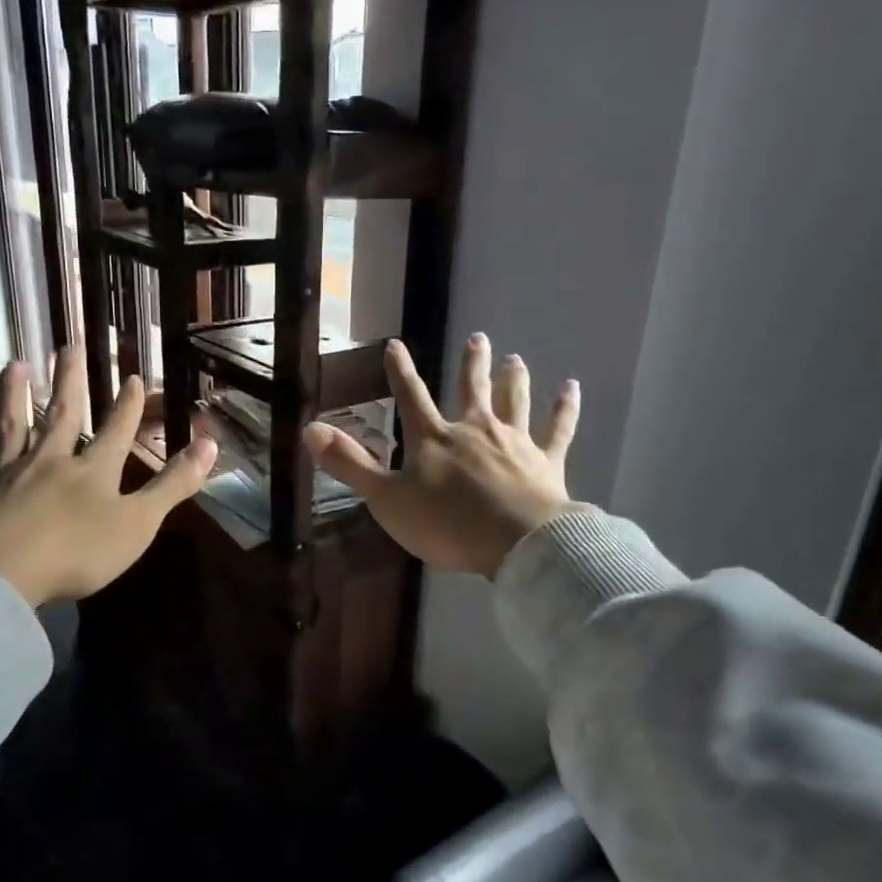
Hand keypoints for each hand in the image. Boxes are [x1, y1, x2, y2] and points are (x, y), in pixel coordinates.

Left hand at [0, 348, 218, 605]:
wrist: (0, 574)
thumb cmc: (77, 552)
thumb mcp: (139, 522)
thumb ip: (173, 484)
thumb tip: (211, 444)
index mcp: (92, 471)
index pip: (116, 430)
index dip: (127, 404)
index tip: (132, 375)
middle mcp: (49, 462)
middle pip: (62, 414)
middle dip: (70, 381)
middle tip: (69, 345)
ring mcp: (6, 476)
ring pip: (11, 429)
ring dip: (13, 397)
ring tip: (13, 365)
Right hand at [305, 333, 580, 577]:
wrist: (515, 543)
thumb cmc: (446, 524)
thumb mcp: (387, 499)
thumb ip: (350, 464)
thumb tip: (309, 429)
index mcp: (435, 439)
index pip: (411, 397)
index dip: (400, 371)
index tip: (395, 344)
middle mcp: (475, 430)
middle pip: (472, 389)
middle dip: (473, 365)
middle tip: (479, 338)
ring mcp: (515, 443)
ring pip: (514, 402)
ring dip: (514, 380)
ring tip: (516, 359)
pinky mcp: (547, 462)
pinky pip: (558, 430)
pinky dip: (565, 409)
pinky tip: (572, 389)